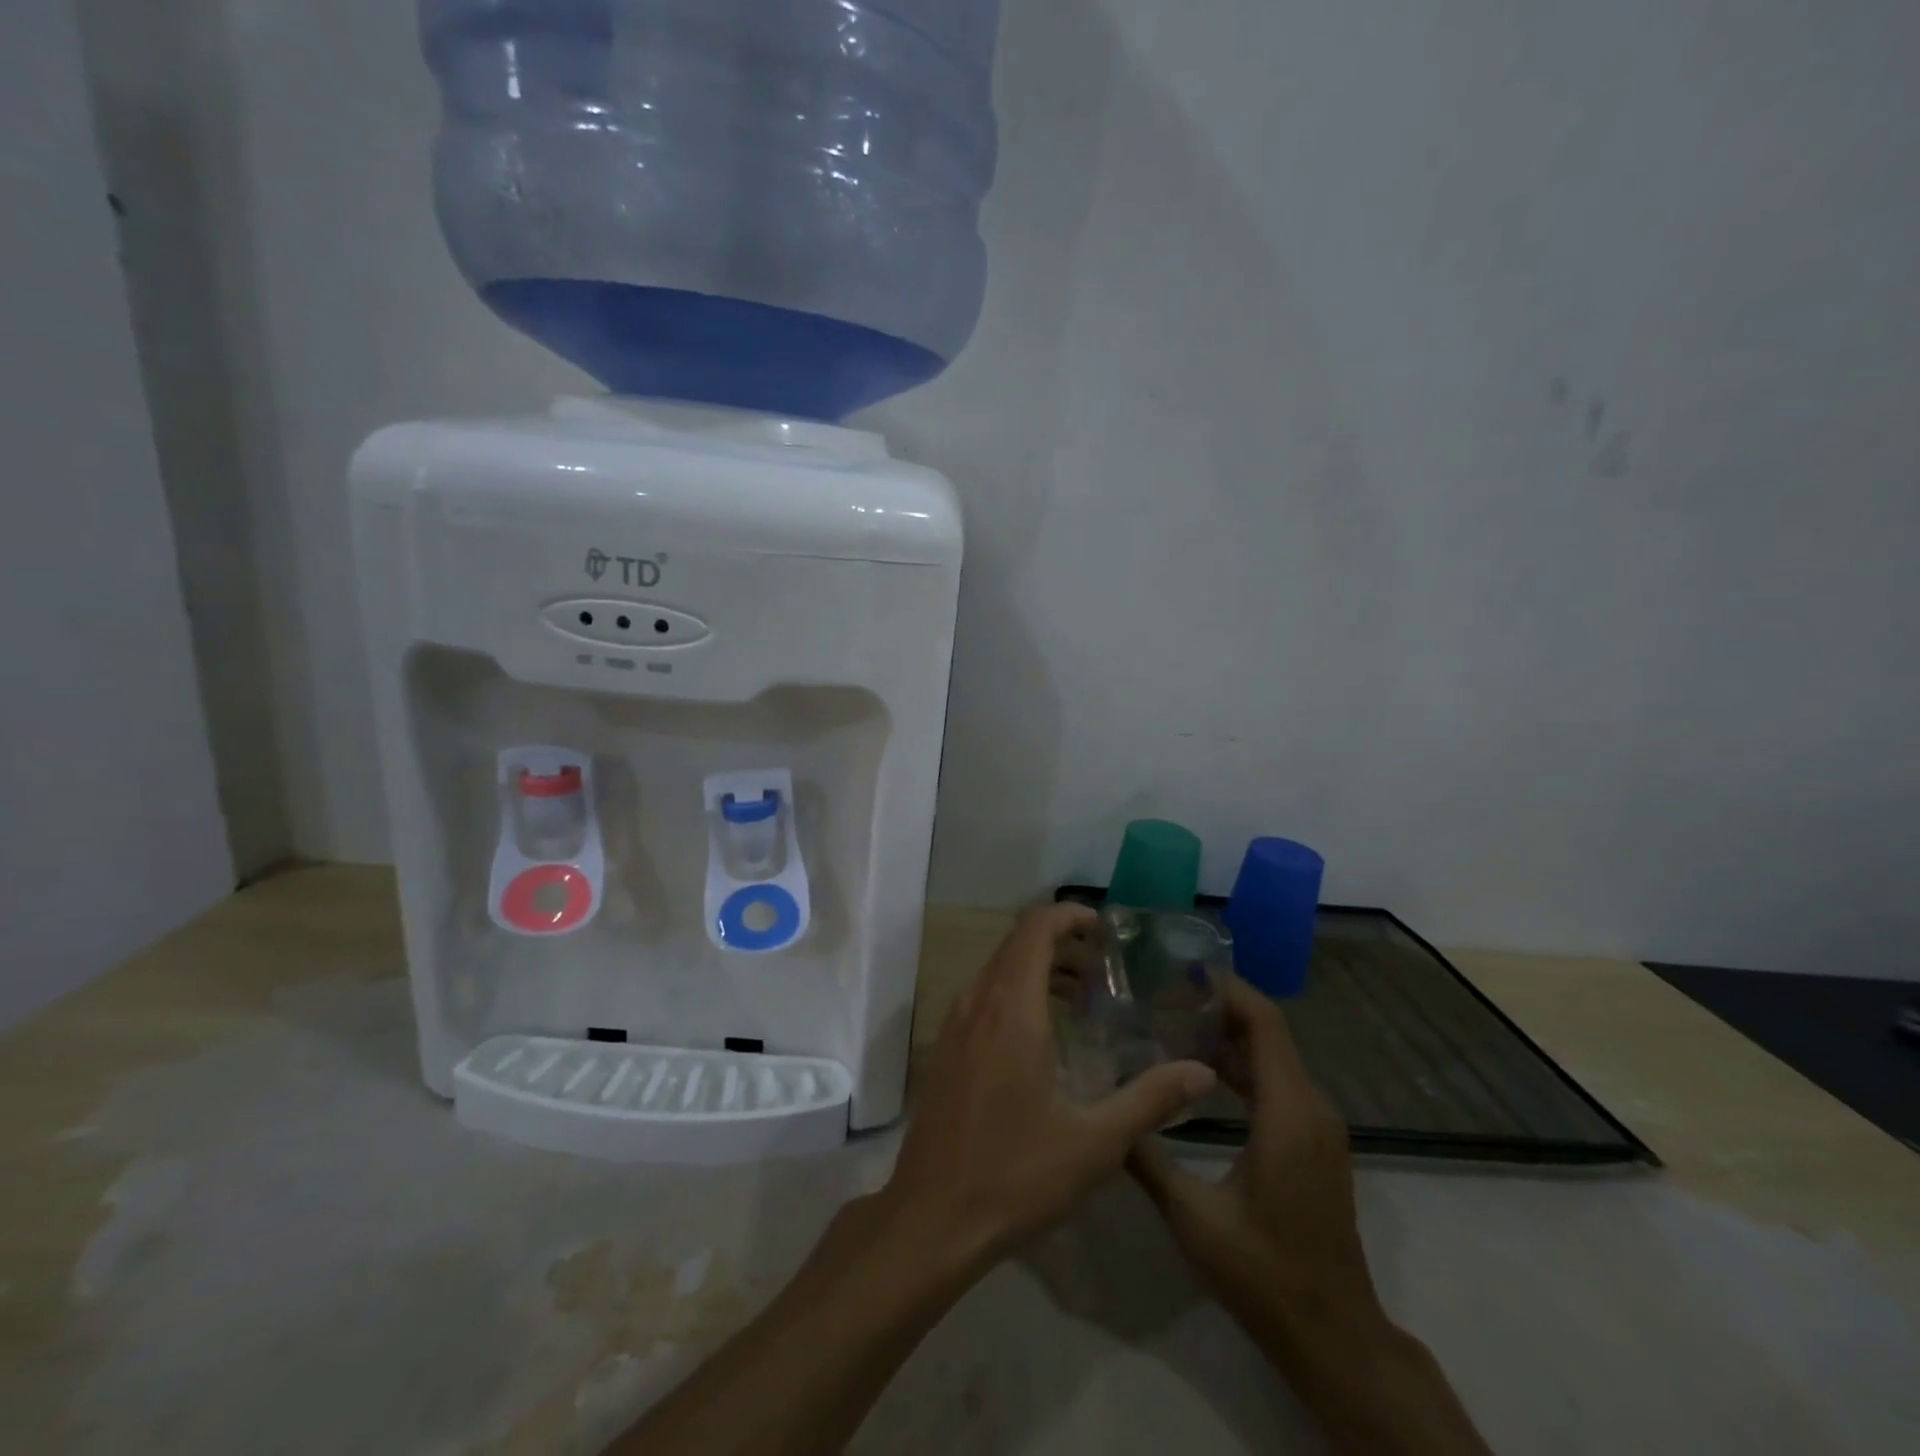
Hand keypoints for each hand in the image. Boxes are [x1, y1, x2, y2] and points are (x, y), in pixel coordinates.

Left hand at [880, 902, 1217, 1277]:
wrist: (931, 1218)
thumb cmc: (1015, 1175)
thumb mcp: (1095, 1142)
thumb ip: (1150, 1099)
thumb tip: (1201, 1072)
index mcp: (1012, 1009)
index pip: (1034, 928)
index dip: (1068, 915)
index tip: (1104, 927)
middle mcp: (977, 1002)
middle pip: (1017, 943)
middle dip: (1062, 943)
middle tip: (1105, 970)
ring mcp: (954, 1023)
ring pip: (998, 968)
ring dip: (1039, 968)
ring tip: (1083, 1000)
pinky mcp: (944, 1047)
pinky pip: (983, 995)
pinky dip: (1016, 991)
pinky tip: (1043, 1036)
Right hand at [1128, 975, 1380, 1342]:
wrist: (1333, 1336)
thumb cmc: (1264, 1272)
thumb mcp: (1194, 1217)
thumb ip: (1147, 1157)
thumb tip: (1107, 1110)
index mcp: (1288, 1113)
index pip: (1265, 1024)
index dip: (1227, 989)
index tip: (1180, 971)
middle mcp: (1311, 1108)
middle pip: (1269, 1033)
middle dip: (1219, 1006)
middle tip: (1162, 994)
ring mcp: (1318, 1127)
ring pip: (1274, 1058)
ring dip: (1229, 1036)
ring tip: (1173, 1023)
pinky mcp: (1313, 1143)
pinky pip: (1278, 1084)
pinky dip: (1242, 1067)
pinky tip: (1201, 1072)